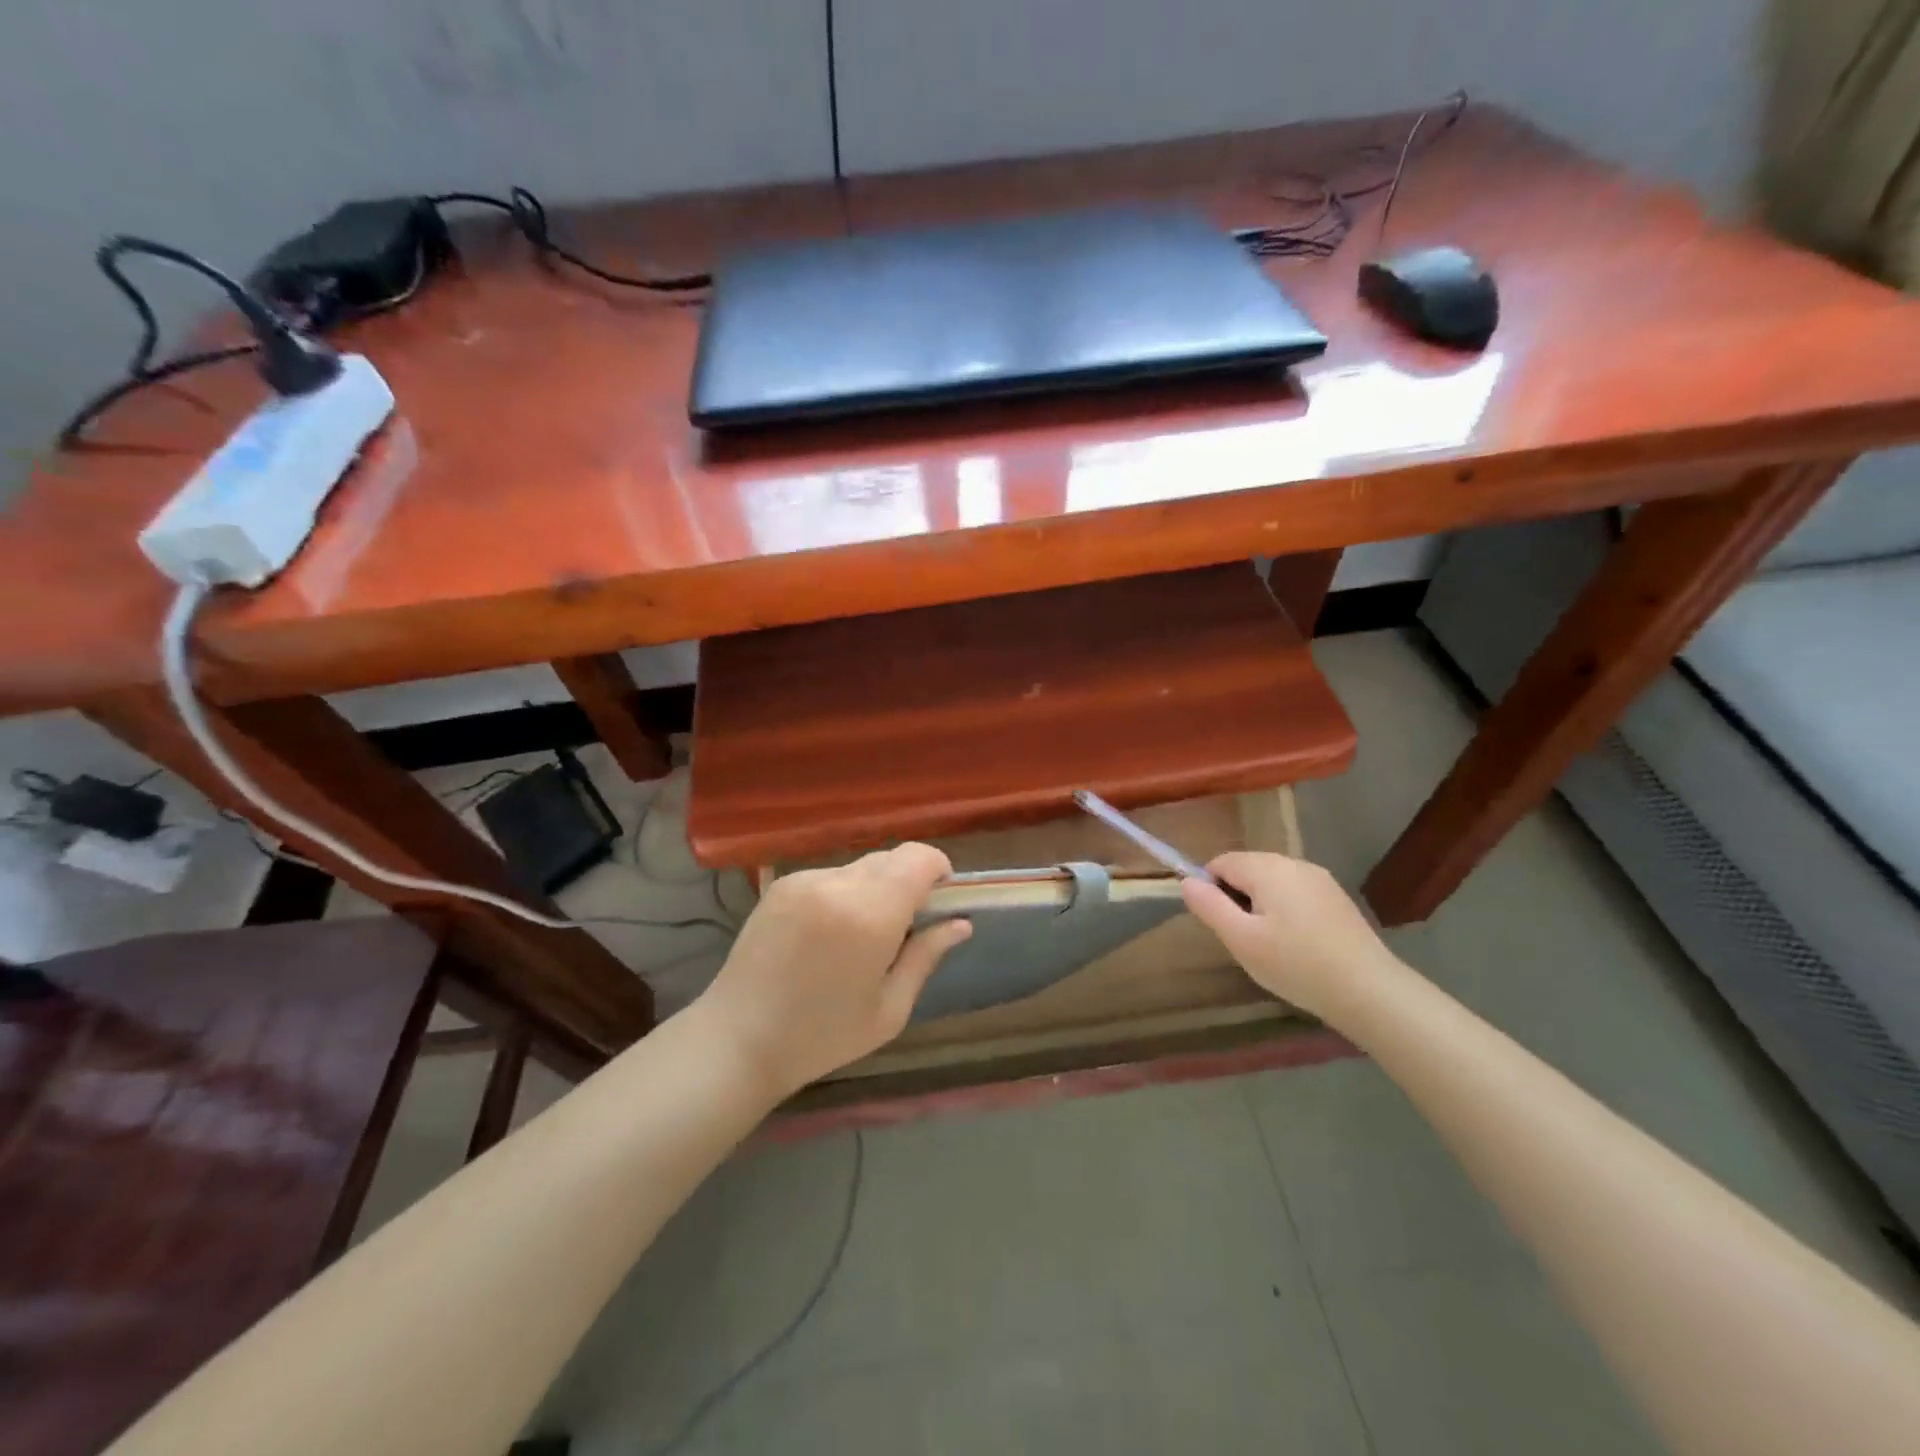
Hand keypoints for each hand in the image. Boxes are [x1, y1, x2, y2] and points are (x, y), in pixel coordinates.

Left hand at [697, 843, 972, 1096]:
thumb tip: (961, 923)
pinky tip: (827, 935)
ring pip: (861, 866)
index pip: (919, 858)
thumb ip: (926, 956)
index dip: (938, 870)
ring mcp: (805, 880)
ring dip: (875, 888)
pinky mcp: (782, 884)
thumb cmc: (822, 1036)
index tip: (939, 901)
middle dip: (908, 882)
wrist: (737, 1040)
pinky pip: (831, 876)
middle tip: (902, 928)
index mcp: (870, 915)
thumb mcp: (890, 1009)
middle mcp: (837, 884)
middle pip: (892, 858)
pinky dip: (844, 894)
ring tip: (860, 937)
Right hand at [1181, 852, 1392, 1021]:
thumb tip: (1187, 881)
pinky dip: (1286, 913)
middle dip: (1237, 899)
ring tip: (1271, 947)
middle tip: (1245, 941)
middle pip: (1247, 869)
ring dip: (1261, 907)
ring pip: (1272, 883)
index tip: (1221, 926)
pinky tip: (1298, 946)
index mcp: (1267, 867)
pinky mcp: (1337, 898)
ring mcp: (1320, 879)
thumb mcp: (1241, 939)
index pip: (1220, 863)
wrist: (1370, 991)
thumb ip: (1209, 906)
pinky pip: (1296, 894)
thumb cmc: (1296, 965)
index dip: (1211, 891)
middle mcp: (1294, 863)